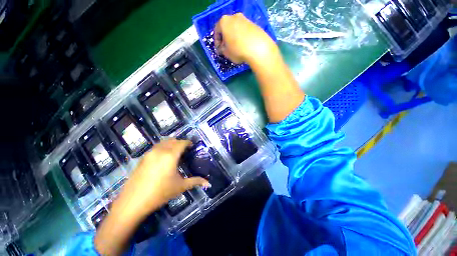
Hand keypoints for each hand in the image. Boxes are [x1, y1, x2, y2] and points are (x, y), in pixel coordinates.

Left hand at [95, 139, 208, 255]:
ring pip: (163, 142)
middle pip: (172, 140)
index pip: (182, 143)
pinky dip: (162, 148)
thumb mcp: (180, 187)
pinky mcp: (142, 159)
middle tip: (185, 150)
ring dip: (170, 144)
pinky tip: (163, 158)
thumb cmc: (160, 193)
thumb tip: (209, 183)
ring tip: (175, 152)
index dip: (188, 142)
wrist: (132, 203)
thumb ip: (196, 182)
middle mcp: (160, 151)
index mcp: (170, 155)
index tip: (192, 146)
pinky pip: (155, 148)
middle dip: (180, 142)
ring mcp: (149, 154)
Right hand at [214, 13, 277, 64]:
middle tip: (227, 48)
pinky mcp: (254, 24)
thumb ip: (222, 49)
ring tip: (236, 48)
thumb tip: (222, 48)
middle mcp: (234, 16)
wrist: (258, 48)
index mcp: (224, 21)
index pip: (216, 31)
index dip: (217, 42)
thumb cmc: (238, 50)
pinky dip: (242, 37)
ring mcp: (245, 19)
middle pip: (226, 28)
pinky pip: (244, 31)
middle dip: (225, 38)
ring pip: (236, 29)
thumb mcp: (226, 53)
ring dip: (234, 37)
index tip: (219, 50)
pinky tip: (244, 46)